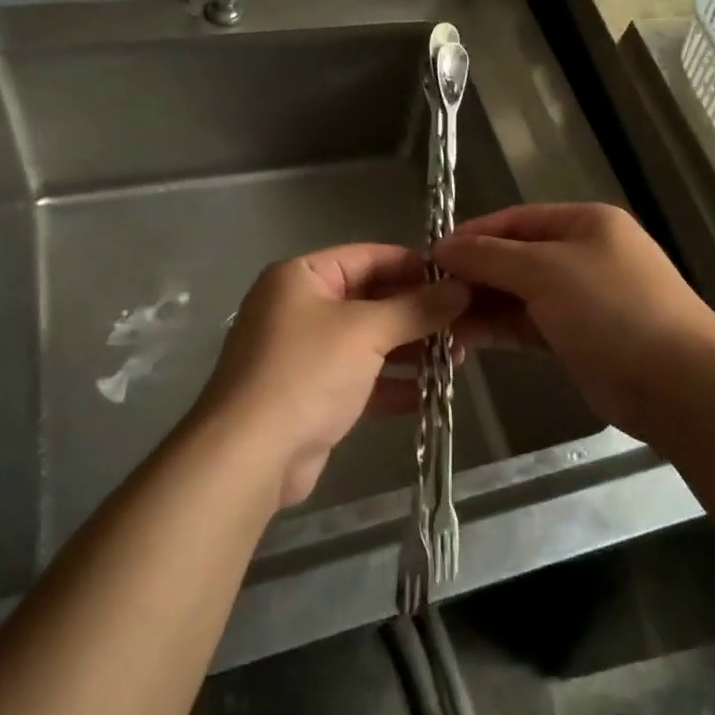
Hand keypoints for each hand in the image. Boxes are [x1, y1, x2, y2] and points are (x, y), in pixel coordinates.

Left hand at [194, 244, 468, 507]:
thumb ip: (416, 308)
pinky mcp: (310, 396)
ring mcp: (303, 354)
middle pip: (370, 299)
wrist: (249, 457)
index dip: (414, 266)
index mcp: (301, 277)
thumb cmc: (306, 372)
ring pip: (368, 342)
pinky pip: (360, 379)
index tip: (457, 279)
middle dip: (417, 313)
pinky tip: (430, 393)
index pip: (368, 257)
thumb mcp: (366, 331)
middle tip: (465, 322)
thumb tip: (462, 288)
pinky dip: (392, 383)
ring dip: (410, 349)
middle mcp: (299, 308)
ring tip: (458, 357)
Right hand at [434, 203, 714, 441]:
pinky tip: (464, 340)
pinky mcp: (577, 338)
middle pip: (515, 257)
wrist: (677, 384)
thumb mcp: (546, 271)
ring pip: (518, 294)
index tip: (431, 256)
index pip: (516, 220)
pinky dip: (499, 329)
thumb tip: (443, 247)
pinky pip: (528, 324)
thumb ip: (491, 257)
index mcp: (584, 223)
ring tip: (439, 323)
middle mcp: (582, 254)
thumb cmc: (612, 309)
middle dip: (474, 274)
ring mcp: (581, 298)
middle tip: (429, 296)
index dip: (473, 235)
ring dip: (481, 305)